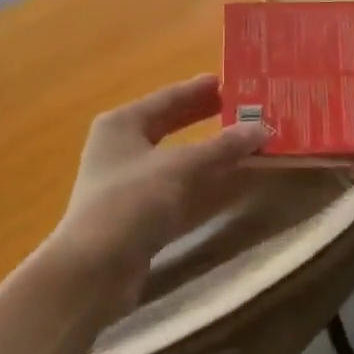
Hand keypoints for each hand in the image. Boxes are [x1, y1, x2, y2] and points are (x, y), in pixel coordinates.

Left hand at [50, 75, 268, 297]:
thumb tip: (261, 128)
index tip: (232, 82)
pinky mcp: (137, 214)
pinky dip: (201, 181)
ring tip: (243, 141)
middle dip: (205, 117)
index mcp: (122, 124)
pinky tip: (227, 180)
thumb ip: (222, 147)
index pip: (168, 97)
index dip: (200, 89)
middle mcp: (121, 147)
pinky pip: (176, 186)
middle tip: (242, 109)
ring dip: (208, 151)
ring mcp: (127, 183)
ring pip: (175, 158)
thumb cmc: (130, 203)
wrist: (92, 272)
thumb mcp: (180, 167)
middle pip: (170, 125)